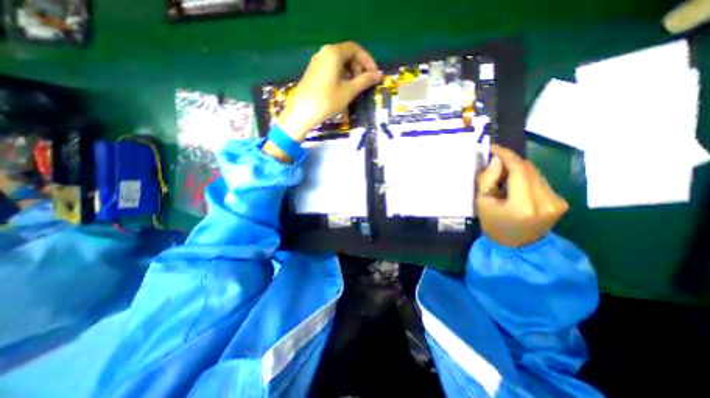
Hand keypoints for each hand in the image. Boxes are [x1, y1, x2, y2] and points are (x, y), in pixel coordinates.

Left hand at [276, 40, 382, 140]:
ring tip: (354, 91)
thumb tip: (380, 74)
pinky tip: (342, 92)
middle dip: (359, 69)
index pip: (355, 49)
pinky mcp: (313, 73)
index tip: (375, 75)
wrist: (301, 113)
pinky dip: (341, 78)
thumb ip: (365, 80)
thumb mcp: (349, 91)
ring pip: (339, 64)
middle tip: (363, 85)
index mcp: (333, 53)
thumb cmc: (327, 101)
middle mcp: (324, 53)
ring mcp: (317, 63)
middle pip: (347, 55)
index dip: (368, 60)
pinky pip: (331, 71)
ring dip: (350, 75)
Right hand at [476, 144, 569, 246]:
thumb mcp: (482, 202)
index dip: (506, 155)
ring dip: (519, 169)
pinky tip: (516, 185)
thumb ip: (488, 179)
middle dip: (511, 161)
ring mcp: (557, 201)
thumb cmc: (493, 224)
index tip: (494, 147)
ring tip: (504, 175)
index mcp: (523, 204)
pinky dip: (526, 177)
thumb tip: (497, 160)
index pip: (518, 170)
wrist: (516, 246)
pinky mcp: (561, 202)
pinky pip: (541, 181)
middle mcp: (545, 201)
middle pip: (529, 169)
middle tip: (495, 162)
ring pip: (536, 173)